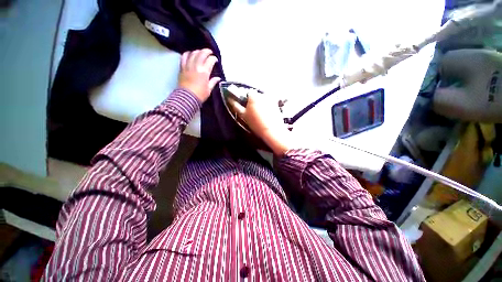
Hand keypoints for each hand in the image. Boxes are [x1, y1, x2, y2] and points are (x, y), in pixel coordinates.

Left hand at [178, 49, 220, 102]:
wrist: (187, 97)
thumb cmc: (200, 94)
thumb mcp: (209, 89)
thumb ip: (213, 82)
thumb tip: (218, 78)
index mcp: (204, 72)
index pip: (210, 61)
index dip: (213, 59)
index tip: (215, 60)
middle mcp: (196, 66)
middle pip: (201, 54)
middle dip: (206, 51)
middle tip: (209, 52)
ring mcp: (188, 66)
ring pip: (193, 54)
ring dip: (198, 51)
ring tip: (200, 52)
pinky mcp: (182, 68)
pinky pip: (183, 57)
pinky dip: (187, 54)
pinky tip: (190, 54)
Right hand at [228, 92, 291, 155]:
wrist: (271, 130)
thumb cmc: (256, 123)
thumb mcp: (243, 115)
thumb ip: (236, 106)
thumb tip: (230, 99)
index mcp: (253, 95)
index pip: (247, 93)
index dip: (246, 100)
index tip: (246, 107)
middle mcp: (263, 94)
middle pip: (255, 95)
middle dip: (253, 101)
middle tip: (253, 112)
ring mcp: (271, 99)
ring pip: (262, 99)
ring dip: (260, 104)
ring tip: (260, 115)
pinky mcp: (276, 104)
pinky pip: (269, 103)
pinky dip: (267, 107)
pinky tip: (267, 115)